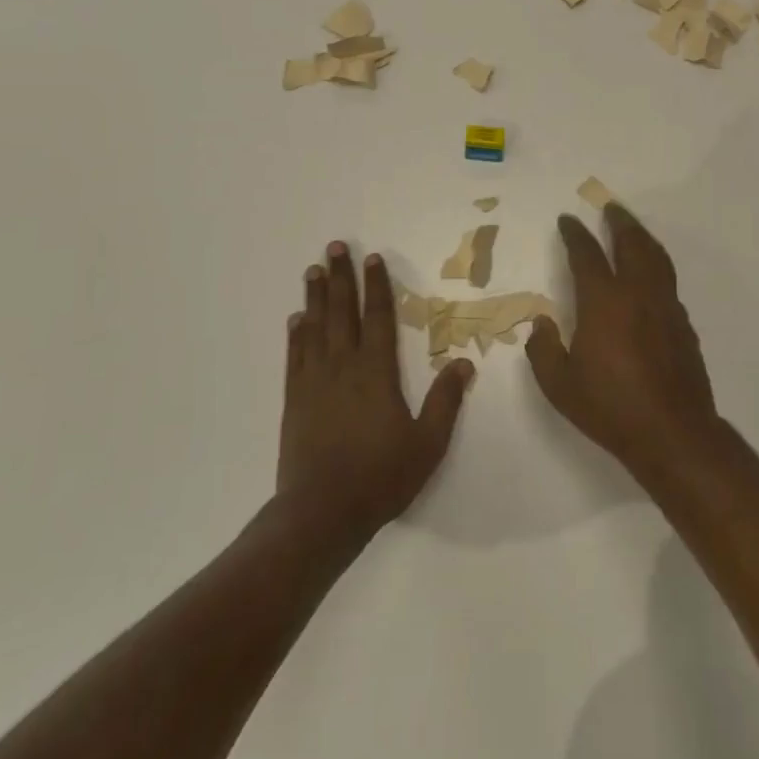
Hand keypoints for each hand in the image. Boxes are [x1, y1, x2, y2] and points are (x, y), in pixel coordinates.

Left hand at [278, 242, 474, 551]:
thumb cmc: (381, 477)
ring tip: (313, 270)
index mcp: (377, 373)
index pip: (378, 318)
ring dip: (315, 297)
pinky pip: (295, 356)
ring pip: (315, 328)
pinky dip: (296, 334)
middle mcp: (343, 367)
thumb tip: (464, 363)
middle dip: (340, 278)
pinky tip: (296, 319)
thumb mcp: (427, 443)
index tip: (373, 258)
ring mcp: (315, 381)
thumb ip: (445, 401)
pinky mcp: (295, 399)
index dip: (377, 286)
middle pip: (342, 312)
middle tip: (334, 247)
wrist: (322, 511)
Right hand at [526, 203, 723, 479]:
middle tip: (610, 207)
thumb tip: (541, 323)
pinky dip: (656, 265)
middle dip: (619, 222)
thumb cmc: (610, 408)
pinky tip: (649, 275)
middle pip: (632, 244)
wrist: (673, 433)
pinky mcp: (683, 324)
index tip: (568, 220)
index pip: (587, 255)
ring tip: (632, 229)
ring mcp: (665, 307)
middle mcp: (638, 295)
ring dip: (642, 238)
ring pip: (657, 258)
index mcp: (604, 302)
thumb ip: (544, 349)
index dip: (575, 234)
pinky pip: (668, 281)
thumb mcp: (560, 385)